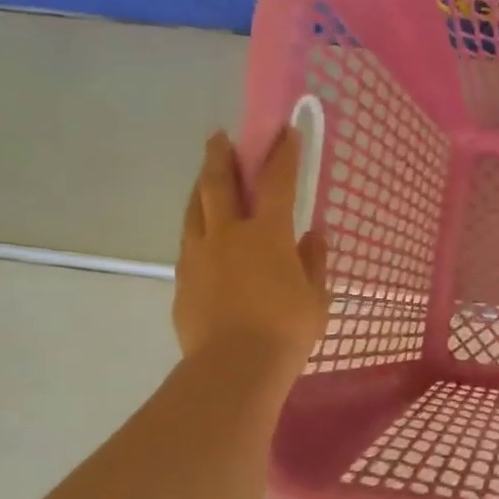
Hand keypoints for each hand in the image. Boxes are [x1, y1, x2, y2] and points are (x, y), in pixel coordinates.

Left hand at [172, 129, 329, 380]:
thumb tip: (315, 234)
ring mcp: (198, 256)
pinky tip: (201, 236)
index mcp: (267, 234)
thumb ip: (314, 262)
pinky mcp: (182, 280)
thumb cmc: (286, 330)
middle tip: (219, 137)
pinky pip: (188, 243)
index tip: (284, 131)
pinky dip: (196, 229)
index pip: (276, 182)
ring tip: (203, 177)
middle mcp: (227, 234)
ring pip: (194, 210)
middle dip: (221, 156)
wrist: (234, 367)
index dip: (282, 154)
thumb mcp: (316, 297)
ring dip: (200, 187)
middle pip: (218, 184)